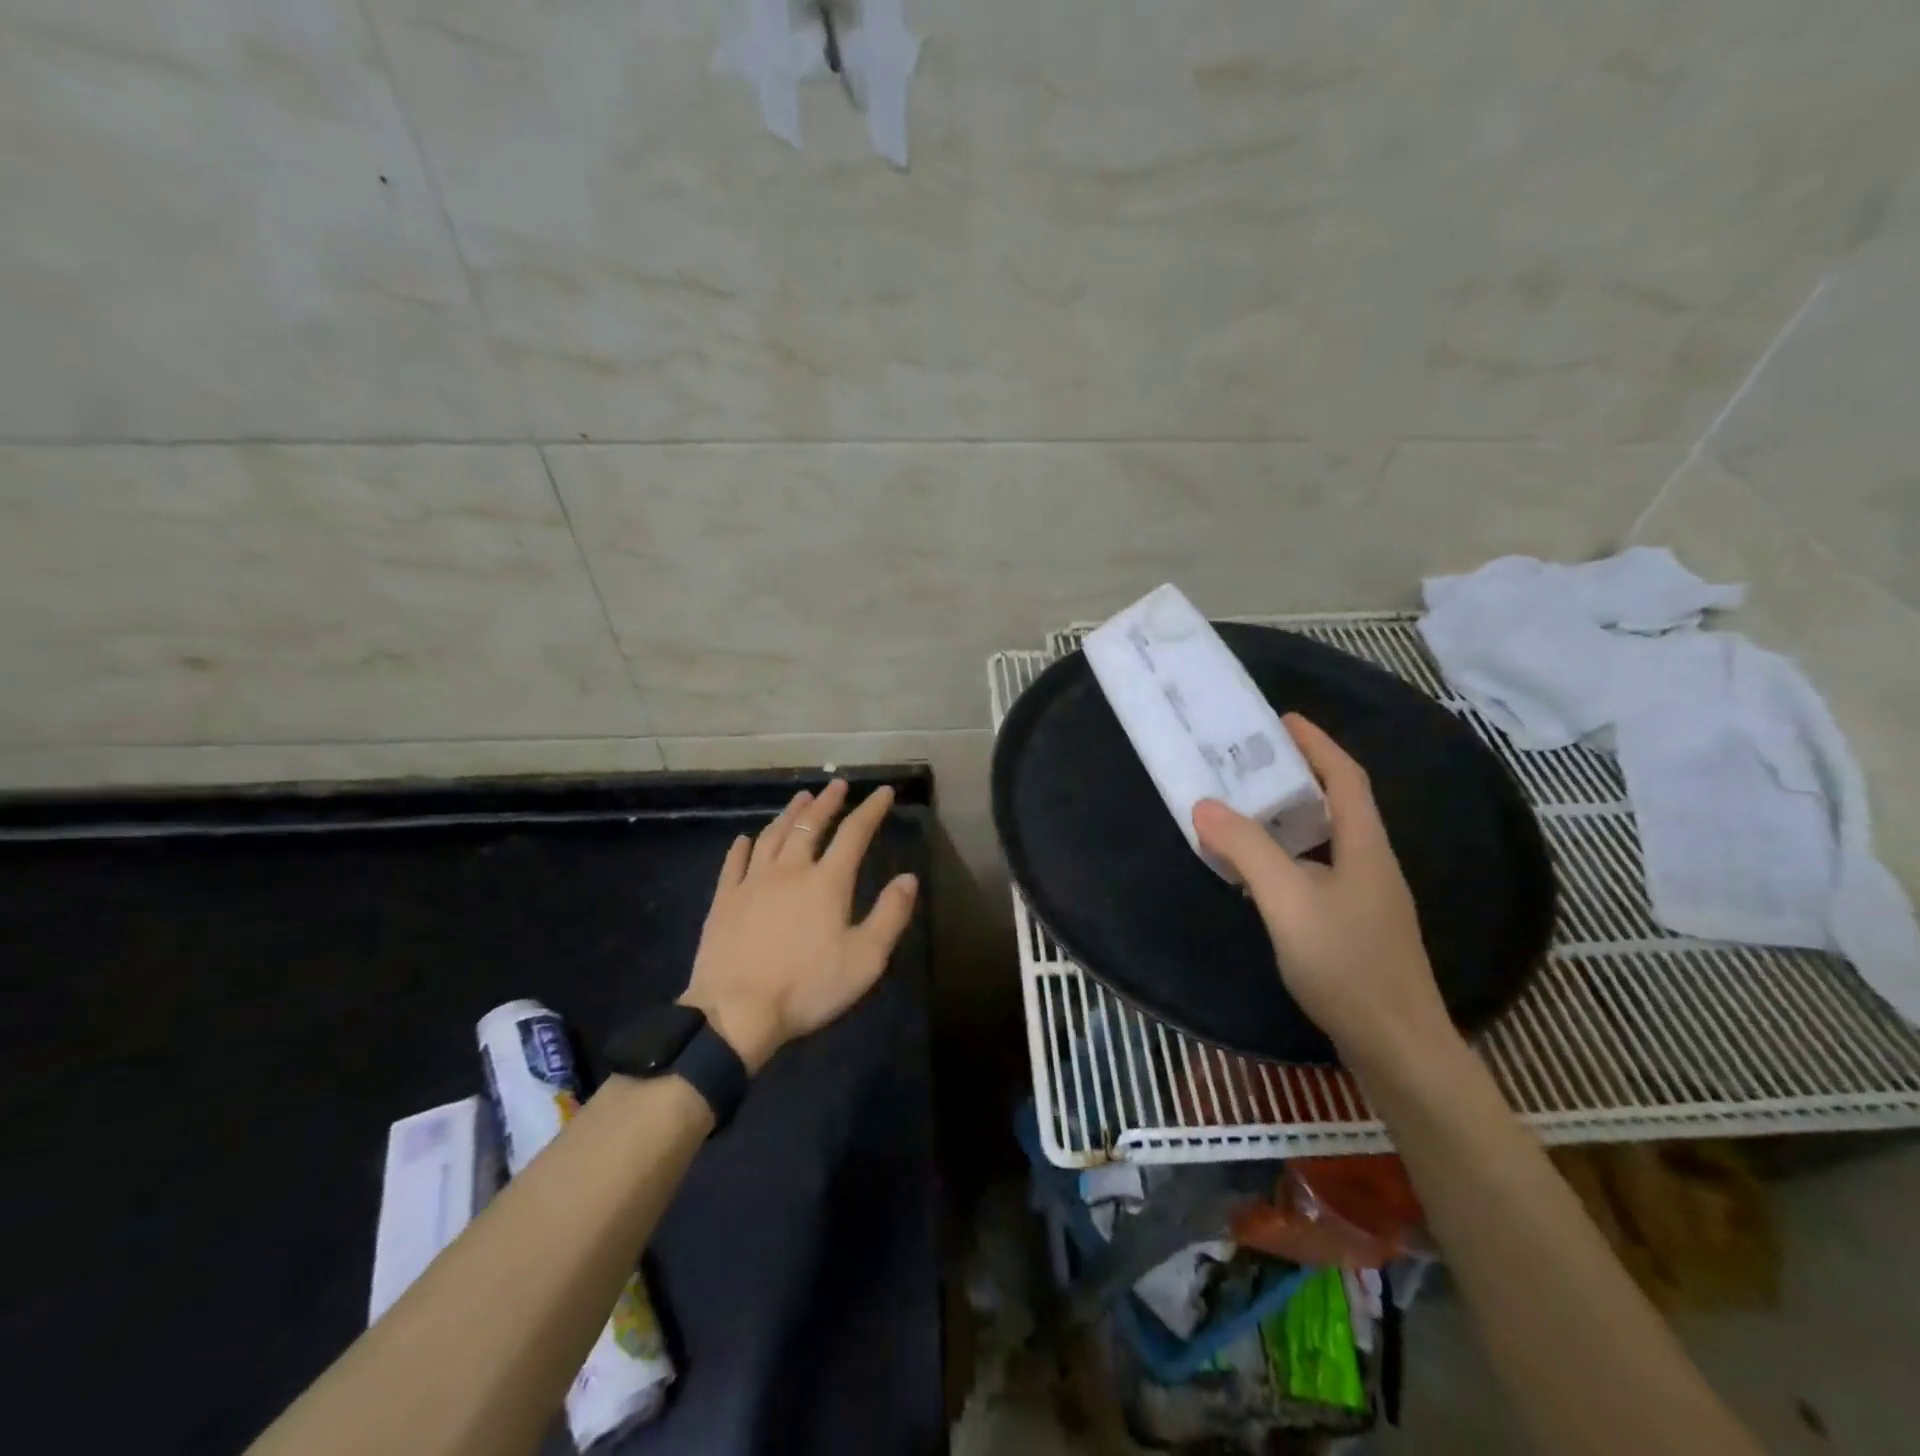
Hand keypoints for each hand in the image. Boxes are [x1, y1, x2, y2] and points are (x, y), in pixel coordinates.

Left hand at [679, 779, 917, 1074]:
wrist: (736, 1012)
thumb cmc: (807, 987)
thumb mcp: (865, 959)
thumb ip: (890, 915)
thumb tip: (908, 878)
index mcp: (827, 882)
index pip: (854, 834)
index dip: (871, 810)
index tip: (883, 791)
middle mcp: (790, 871)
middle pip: (810, 825)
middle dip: (827, 802)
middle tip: (837, 784)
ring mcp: (752, 883)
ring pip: (772, 836)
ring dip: (789, 814)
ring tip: (800, 799)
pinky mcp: (724, 901)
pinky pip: (734, 863)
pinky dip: (742, 847)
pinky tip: (745, 839)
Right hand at [1192, 714, 1448, 1066]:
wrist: (1397, 1047)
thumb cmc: (1346, 965)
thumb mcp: (1287, 900)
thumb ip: (1247, 850)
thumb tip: (1204, 805)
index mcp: (1364, 847)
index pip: (1345, 778)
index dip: (1317, 744)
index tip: (1282, 719)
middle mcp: (1371, 864)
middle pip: (1339, 804)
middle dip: (1300, 775)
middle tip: (1252, 762)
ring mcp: (1367, 898)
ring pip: (1327, 840)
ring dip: (1292, 816)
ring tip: (1248, 807)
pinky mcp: (1355, 927)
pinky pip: (1319, 870)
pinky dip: (1290, 855)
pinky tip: (1262, 872)